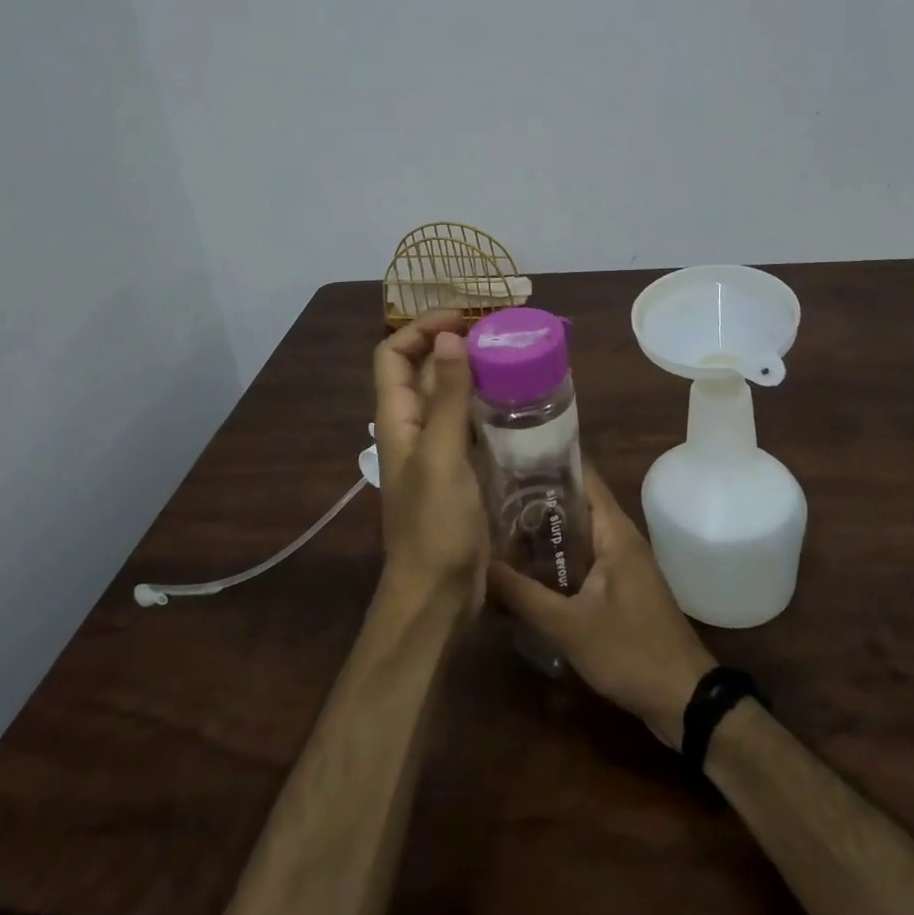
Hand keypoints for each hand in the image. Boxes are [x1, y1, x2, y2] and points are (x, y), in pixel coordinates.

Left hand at [372, 311, 488, 617]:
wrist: (439, 596)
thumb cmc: (435, 526)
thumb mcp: (442, 456)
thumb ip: (448, 397)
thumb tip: (449, 336)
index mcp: (397, 418)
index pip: (394, 354)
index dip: (420, 328)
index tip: (462, 318)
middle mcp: (413, 426)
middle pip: (425, 370)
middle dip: (454, 344)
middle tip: (499, 334)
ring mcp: (437, 448)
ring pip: (451, 395)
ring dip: (474, 373)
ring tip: (514, 358)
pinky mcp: (460, 468)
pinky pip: (471, 423)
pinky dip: (488, 404)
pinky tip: (519, 402)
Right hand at [488, 466, 716, 747]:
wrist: (685, 700)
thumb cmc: (630, 651)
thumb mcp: (569, 626)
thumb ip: (524, 595)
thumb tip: (481, 565)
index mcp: (614, 531)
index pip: (582, 475)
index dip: (548, 461)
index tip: (509, 456)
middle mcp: (620, 537)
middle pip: (576, 502)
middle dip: (537, 498)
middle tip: (492, 493)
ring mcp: (622, 562)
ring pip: (578, 532)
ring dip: (546, 530)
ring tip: (500, 524)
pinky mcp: (621, 587)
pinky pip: (584, 557)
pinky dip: (558, 556)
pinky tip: (528, 567)